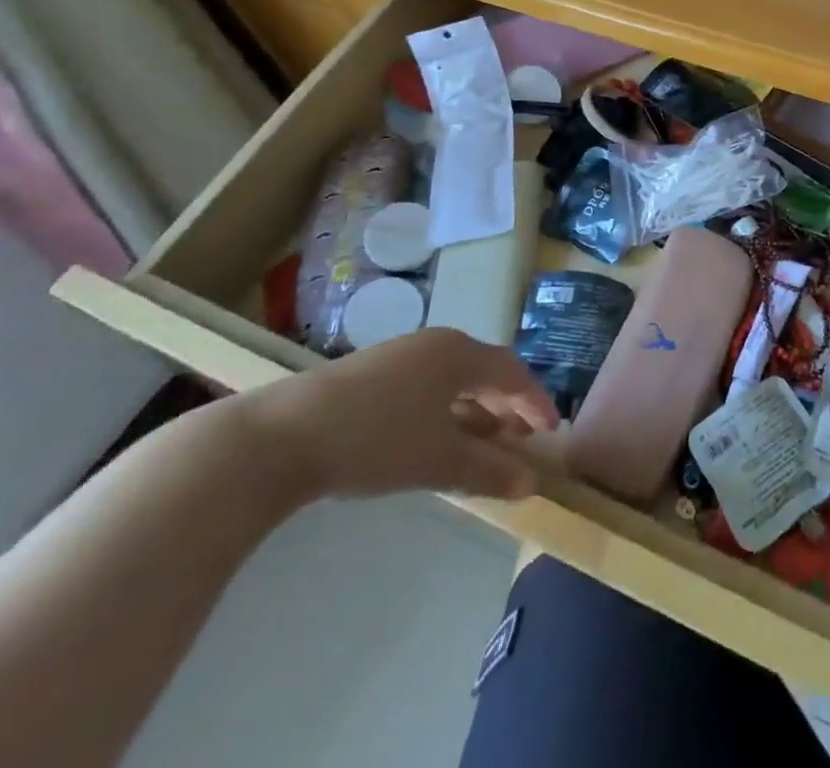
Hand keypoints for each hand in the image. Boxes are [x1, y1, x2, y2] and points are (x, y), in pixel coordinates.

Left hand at [236, 329, 559, 503]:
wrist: (277, 439)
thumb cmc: (374, 441)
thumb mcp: (437, 461)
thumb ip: (488, 470)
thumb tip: (531, 484)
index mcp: (458, 354)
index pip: (513, 372)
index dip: (536, 402)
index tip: (551, 432)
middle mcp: (434, 345)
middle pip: (484, 372)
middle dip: (506, 406)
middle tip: (520, 439)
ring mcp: (399, 356)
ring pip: (453, 380)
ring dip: (474, 411)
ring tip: (481, 444)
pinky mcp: (370, 374)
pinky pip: (426, 386)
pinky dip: (443, 411)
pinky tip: (433, 439)